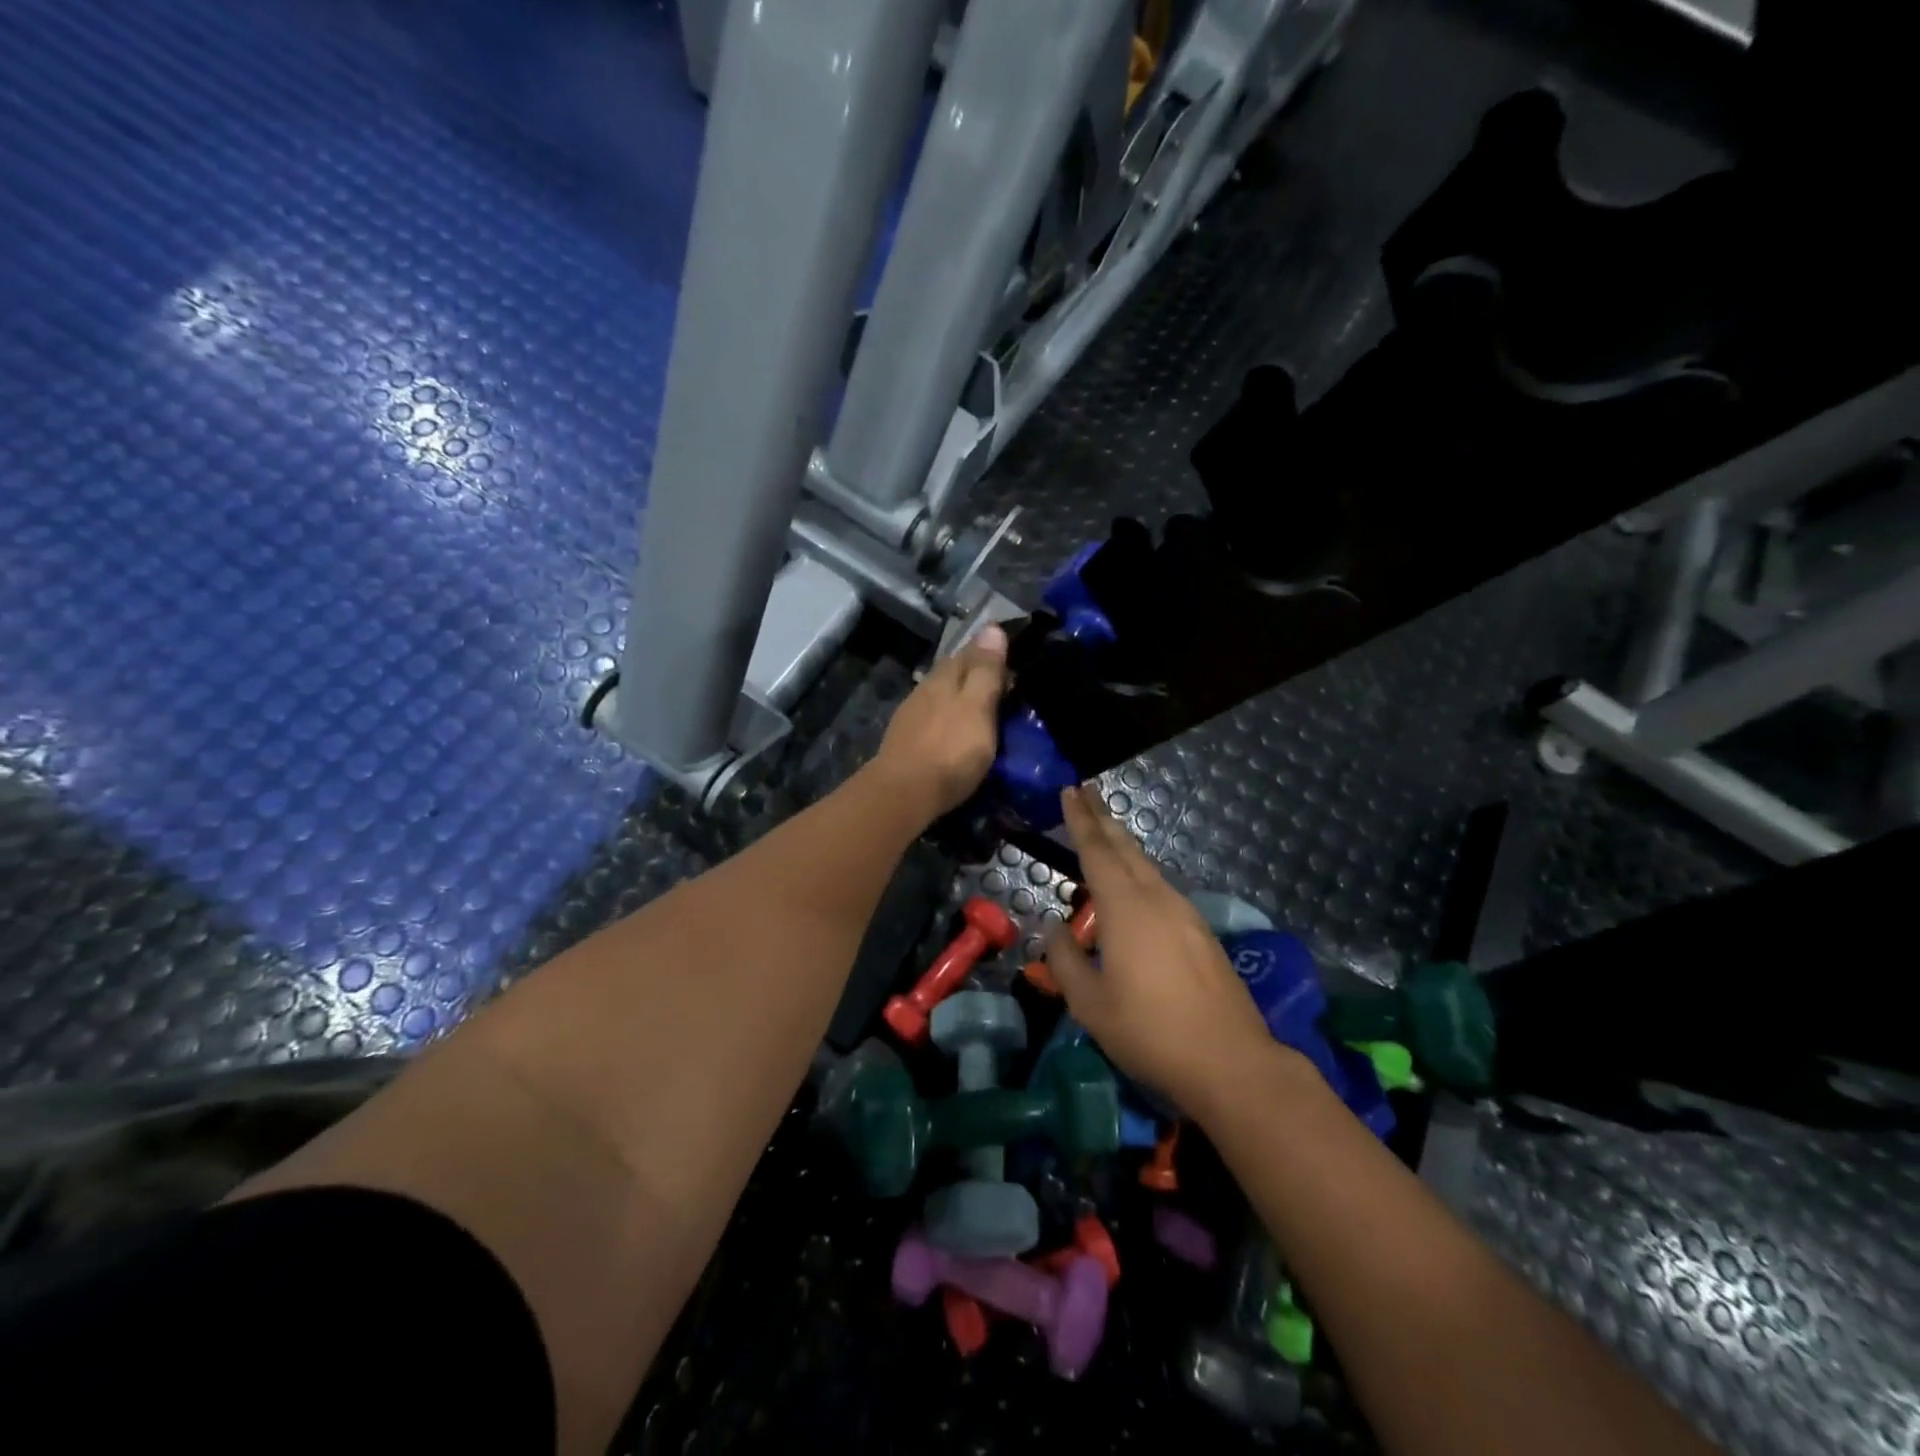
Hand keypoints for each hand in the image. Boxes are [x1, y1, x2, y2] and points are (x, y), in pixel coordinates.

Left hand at [871, 624, 1009, 820]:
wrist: (904, 793)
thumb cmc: (950, 749)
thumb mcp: (977, 707)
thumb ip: (985, 670)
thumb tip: (992, 627)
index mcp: (944, 676)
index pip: (971, 650)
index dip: (992, 650)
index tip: (1016, 655)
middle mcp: (925, 689)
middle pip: (955, 673)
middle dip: (978, 675)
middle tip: (1007, 685)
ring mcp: (912, 716)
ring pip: (944, 697)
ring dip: (964, 699)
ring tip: (987, 710)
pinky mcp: (907, 741)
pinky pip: (936, 720)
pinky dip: (951, 720)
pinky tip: (959, 732)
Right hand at [1044, 785, 1281, 1117]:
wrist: (1231, 1062)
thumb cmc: (1150, 1032)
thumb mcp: (1090, 1004)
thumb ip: (1065, 960)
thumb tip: (1055, 928)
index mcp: (1125, 907)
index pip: (1097, 851)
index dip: (1080, 819)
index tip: (1070, 789)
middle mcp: (1157, 898)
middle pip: (1126, 847)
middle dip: (1102, 817)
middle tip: (1085, 791)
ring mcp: (1185, 914)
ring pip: (1147, 866)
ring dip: (1122, 844)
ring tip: (1103, 833)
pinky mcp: (1201, 933)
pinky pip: (1161, 887)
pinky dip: (1139, 872)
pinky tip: (1133, 886)